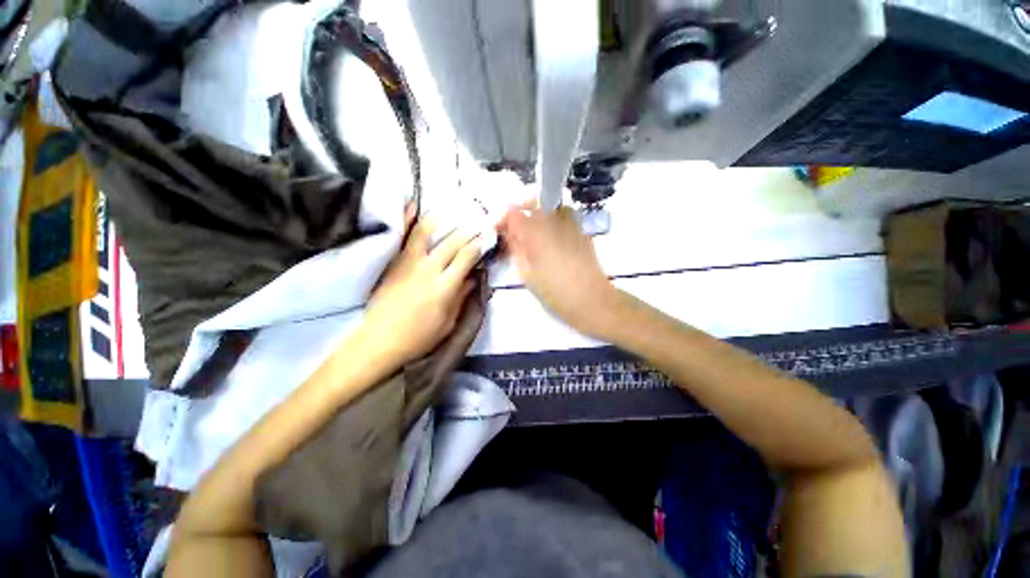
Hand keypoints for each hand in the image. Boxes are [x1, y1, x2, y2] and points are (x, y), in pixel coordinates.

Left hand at [360, 210, 481, 366]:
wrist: (379, 340)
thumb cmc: (419, 337)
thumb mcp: (448, 323)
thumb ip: (460, 297)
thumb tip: (472, 278)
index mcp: (444, 287)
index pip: (466, 257)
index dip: (479, 245)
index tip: (487, 237)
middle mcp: (428, 269)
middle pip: (452, 242)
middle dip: (468, 231)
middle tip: (478, 223)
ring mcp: (408, 263)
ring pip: (426, 233)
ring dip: (441, 220)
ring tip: (451, 212)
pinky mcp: (394, 263)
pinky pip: (403, 237)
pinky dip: (409, 220)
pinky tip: (413, 207)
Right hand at [498, 205, 617, 336]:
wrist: (590, 297)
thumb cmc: (554, 290)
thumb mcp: (526, 273)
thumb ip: (516, 249)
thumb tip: (511, 235)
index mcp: (534, 231)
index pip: (513, 213)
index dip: (504, 220)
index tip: (500, 232)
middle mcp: (552, 219)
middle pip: (532, 206)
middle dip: (522, 217)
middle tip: (518, 235)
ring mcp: (570, 222)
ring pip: (549, 209)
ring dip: (539, 218)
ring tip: (536, 236)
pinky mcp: (581, 230)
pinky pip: (563, 218)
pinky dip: (554, 224)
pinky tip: (554, 242)